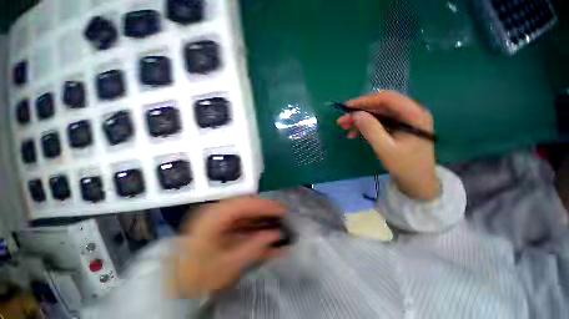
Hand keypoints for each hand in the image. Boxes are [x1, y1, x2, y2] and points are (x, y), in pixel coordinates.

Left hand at [168, 197, 286, 297]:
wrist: (175, 286)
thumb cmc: (197, 277)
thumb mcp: (227, 265)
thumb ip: (254, 247)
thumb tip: (276, 234)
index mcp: (214, 217)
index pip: (245, 204)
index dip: (265, 205)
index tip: (282, 210)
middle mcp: (216, 213)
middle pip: (246, 206)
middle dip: (266, 211)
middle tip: (283, 216)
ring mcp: (218, 220)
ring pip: (246, 215)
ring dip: (262, 220)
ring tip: (279, 225)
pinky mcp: (221, 228)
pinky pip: (242, 224)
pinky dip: (255, 229)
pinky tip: (267, 237)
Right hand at [337, 90, 439, 199]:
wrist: (417, 183)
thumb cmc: (405, 167)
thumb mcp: (385, 148)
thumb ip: (370, 129)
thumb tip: (355, 114)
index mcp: (414, 115)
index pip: (387, 99)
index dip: (365, 101)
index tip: (347, 108)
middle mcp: (411, 114)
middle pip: (381, 106)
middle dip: (360, 112)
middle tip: (342, 121)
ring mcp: (405, 122)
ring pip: (378, 115)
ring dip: (360, 120)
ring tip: (345, 128)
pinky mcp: (398, 129)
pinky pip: (379, 124)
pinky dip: (366, 127)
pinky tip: (354, 134)